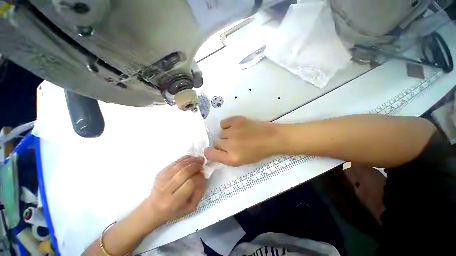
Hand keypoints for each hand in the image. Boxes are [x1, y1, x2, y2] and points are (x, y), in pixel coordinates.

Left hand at [143, 156, 206, 226]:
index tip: (203, 174)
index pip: (190, 184)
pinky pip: (174, 162)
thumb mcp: (189, 208)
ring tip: (199, 159)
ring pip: (179, 165)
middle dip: (196, 166)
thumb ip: (199, 194)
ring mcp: (161, 180)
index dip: (199, 177)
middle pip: (184, 173)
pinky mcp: (160, 173)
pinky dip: (184, 158)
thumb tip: (203, 179)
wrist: (153, 209)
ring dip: (191, 160)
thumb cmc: (173, 211)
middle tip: (202, 163)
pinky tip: (191, 158)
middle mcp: (166, 190)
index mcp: (174, 201)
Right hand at [204, 116, 280, 165]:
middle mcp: (230, 145)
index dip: (210, 152)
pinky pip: (223, 123)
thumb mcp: (241, 161)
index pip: (210, 154)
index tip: (215, 151)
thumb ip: (225, 158)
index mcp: (232, 158)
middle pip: (216, 142)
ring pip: (220, 133)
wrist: (271, 138)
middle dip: (222, 144)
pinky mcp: (236, 120)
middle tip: (233, 143)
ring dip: (226, 135)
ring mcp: (233, 131)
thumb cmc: (258, 152)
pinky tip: (235, 127)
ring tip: (236, 134)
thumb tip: (213, 151)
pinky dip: (227, 125)